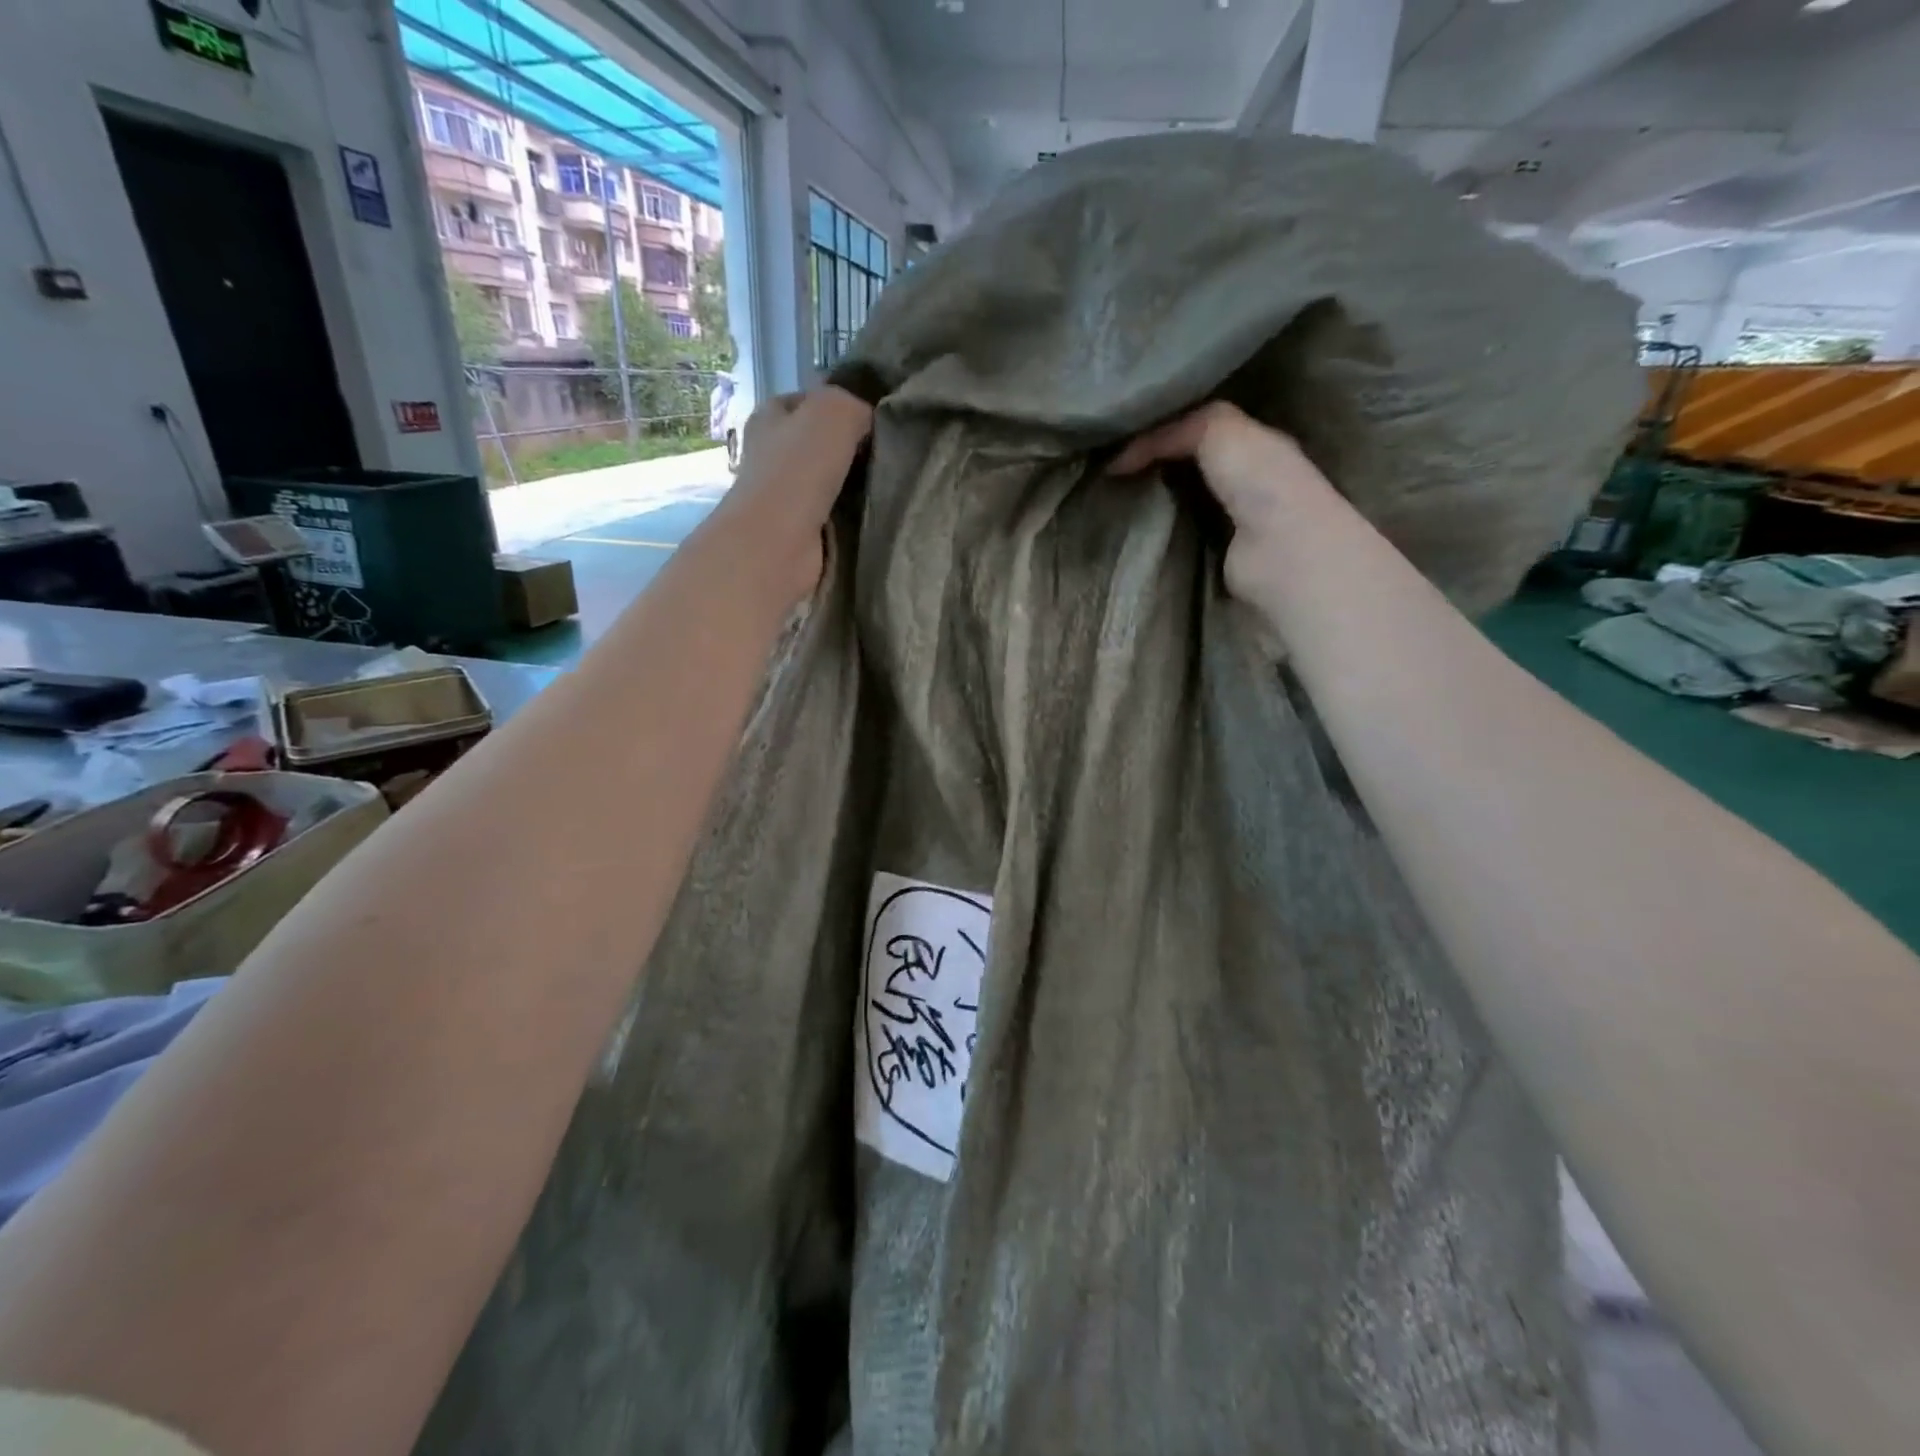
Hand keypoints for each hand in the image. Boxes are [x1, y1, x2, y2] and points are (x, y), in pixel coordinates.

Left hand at [718, 387, 873, 607]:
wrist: (777, 545)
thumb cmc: (798, 471)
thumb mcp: (833, 412)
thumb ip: (855, 404)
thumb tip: (870, 420)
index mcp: (770, 417)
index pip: (811, 402)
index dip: (844, 407)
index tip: (878, 422)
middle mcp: (773, 454)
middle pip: (823, 445)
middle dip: (855, 450)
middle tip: (891, 456)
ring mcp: (785, 497)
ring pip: (833, 482)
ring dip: (858, 487)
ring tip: (890, 485)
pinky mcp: (801, 532)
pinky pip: (836, 516)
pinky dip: (854, 517)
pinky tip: (876, 515)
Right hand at [1113, 402, 1345, 611]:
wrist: (1280, 551)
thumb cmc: (1259, 482)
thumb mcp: (1217, 428)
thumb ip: (1172, 431)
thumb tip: (1118, 460)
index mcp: (1253, 442)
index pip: (1200, 425)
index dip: (1162, 427)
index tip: (1118, 436)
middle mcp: (1244, 479)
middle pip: (1187, 465)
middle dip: (1151, 465)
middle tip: (1105, 468)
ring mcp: (1230, 520)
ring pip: (1179, 501)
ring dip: (1149, 502)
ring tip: (1108, 498)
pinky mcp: (1213, 556)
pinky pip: (1176, 536)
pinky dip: (1153, 533)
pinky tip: (1127, 528)